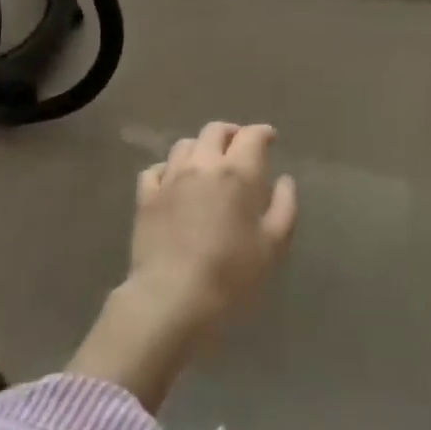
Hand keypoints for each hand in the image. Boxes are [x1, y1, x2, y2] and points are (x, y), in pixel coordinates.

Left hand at [70, 122, 296, 411]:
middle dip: (231, 134)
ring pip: (184, 145)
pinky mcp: (146, 197)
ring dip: (200, 148)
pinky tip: (174, 182)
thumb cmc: (231, 274)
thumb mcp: (273, 245)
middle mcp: (203, 165)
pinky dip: (168, 169)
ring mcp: (170, 179)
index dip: (263, 133)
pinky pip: (156, 169)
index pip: (252, 136)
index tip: (270, 139)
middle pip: (215, 131)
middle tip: (239, 148)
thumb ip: (284, 206)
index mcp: (238, 172)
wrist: (171, 298)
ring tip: (207, 163)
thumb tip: (284, 180)